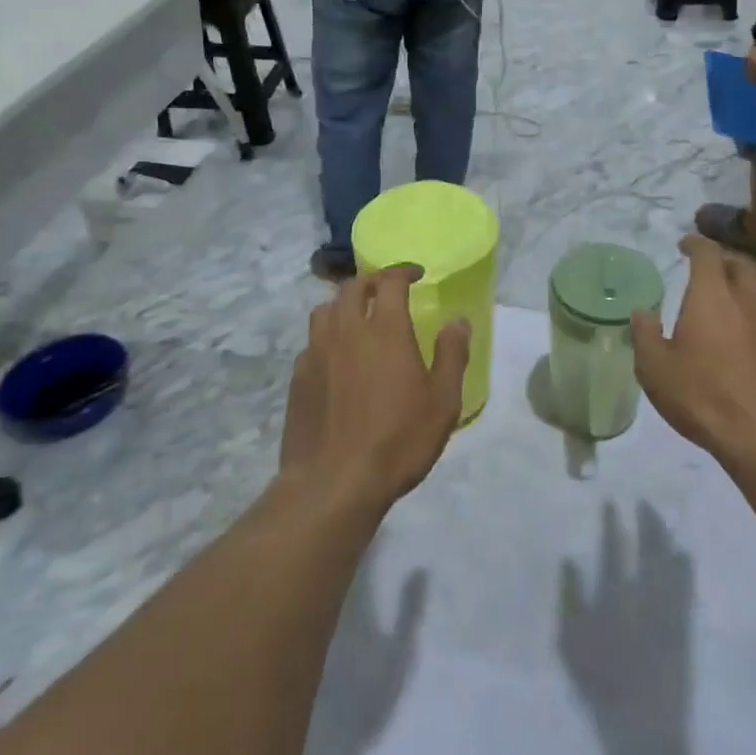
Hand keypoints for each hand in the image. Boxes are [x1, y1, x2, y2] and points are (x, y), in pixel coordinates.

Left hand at [281, 267, 470, 508]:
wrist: (333, 483)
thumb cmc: (398, 440)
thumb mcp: (443, 401)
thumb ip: (452, 355)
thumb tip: (457, 321)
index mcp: (386, 330)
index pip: (389, 281)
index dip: (403, 271)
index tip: (416, 275)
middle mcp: (347, 331)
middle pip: (353, 288)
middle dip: (373, 281)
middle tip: (388, 290)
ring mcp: (316, 353)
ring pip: (325, 310)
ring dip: (344, 304)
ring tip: (359, 317)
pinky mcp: (298, 378)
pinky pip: (312, 341)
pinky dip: (327, 336)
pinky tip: (337, 357)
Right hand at [631, 236, 755, 465]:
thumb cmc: (703, 395)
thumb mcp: (656, 369)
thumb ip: (646, 334)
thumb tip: (642, 312)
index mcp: (712, 296)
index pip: (708, 253)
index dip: (696, 244)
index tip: (685, 244)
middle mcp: (747, 300)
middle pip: (739, 264)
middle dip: (721, 260)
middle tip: (704, 270)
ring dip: (740, 286)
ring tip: (724, 300)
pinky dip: (752, 314)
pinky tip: (741, 336)